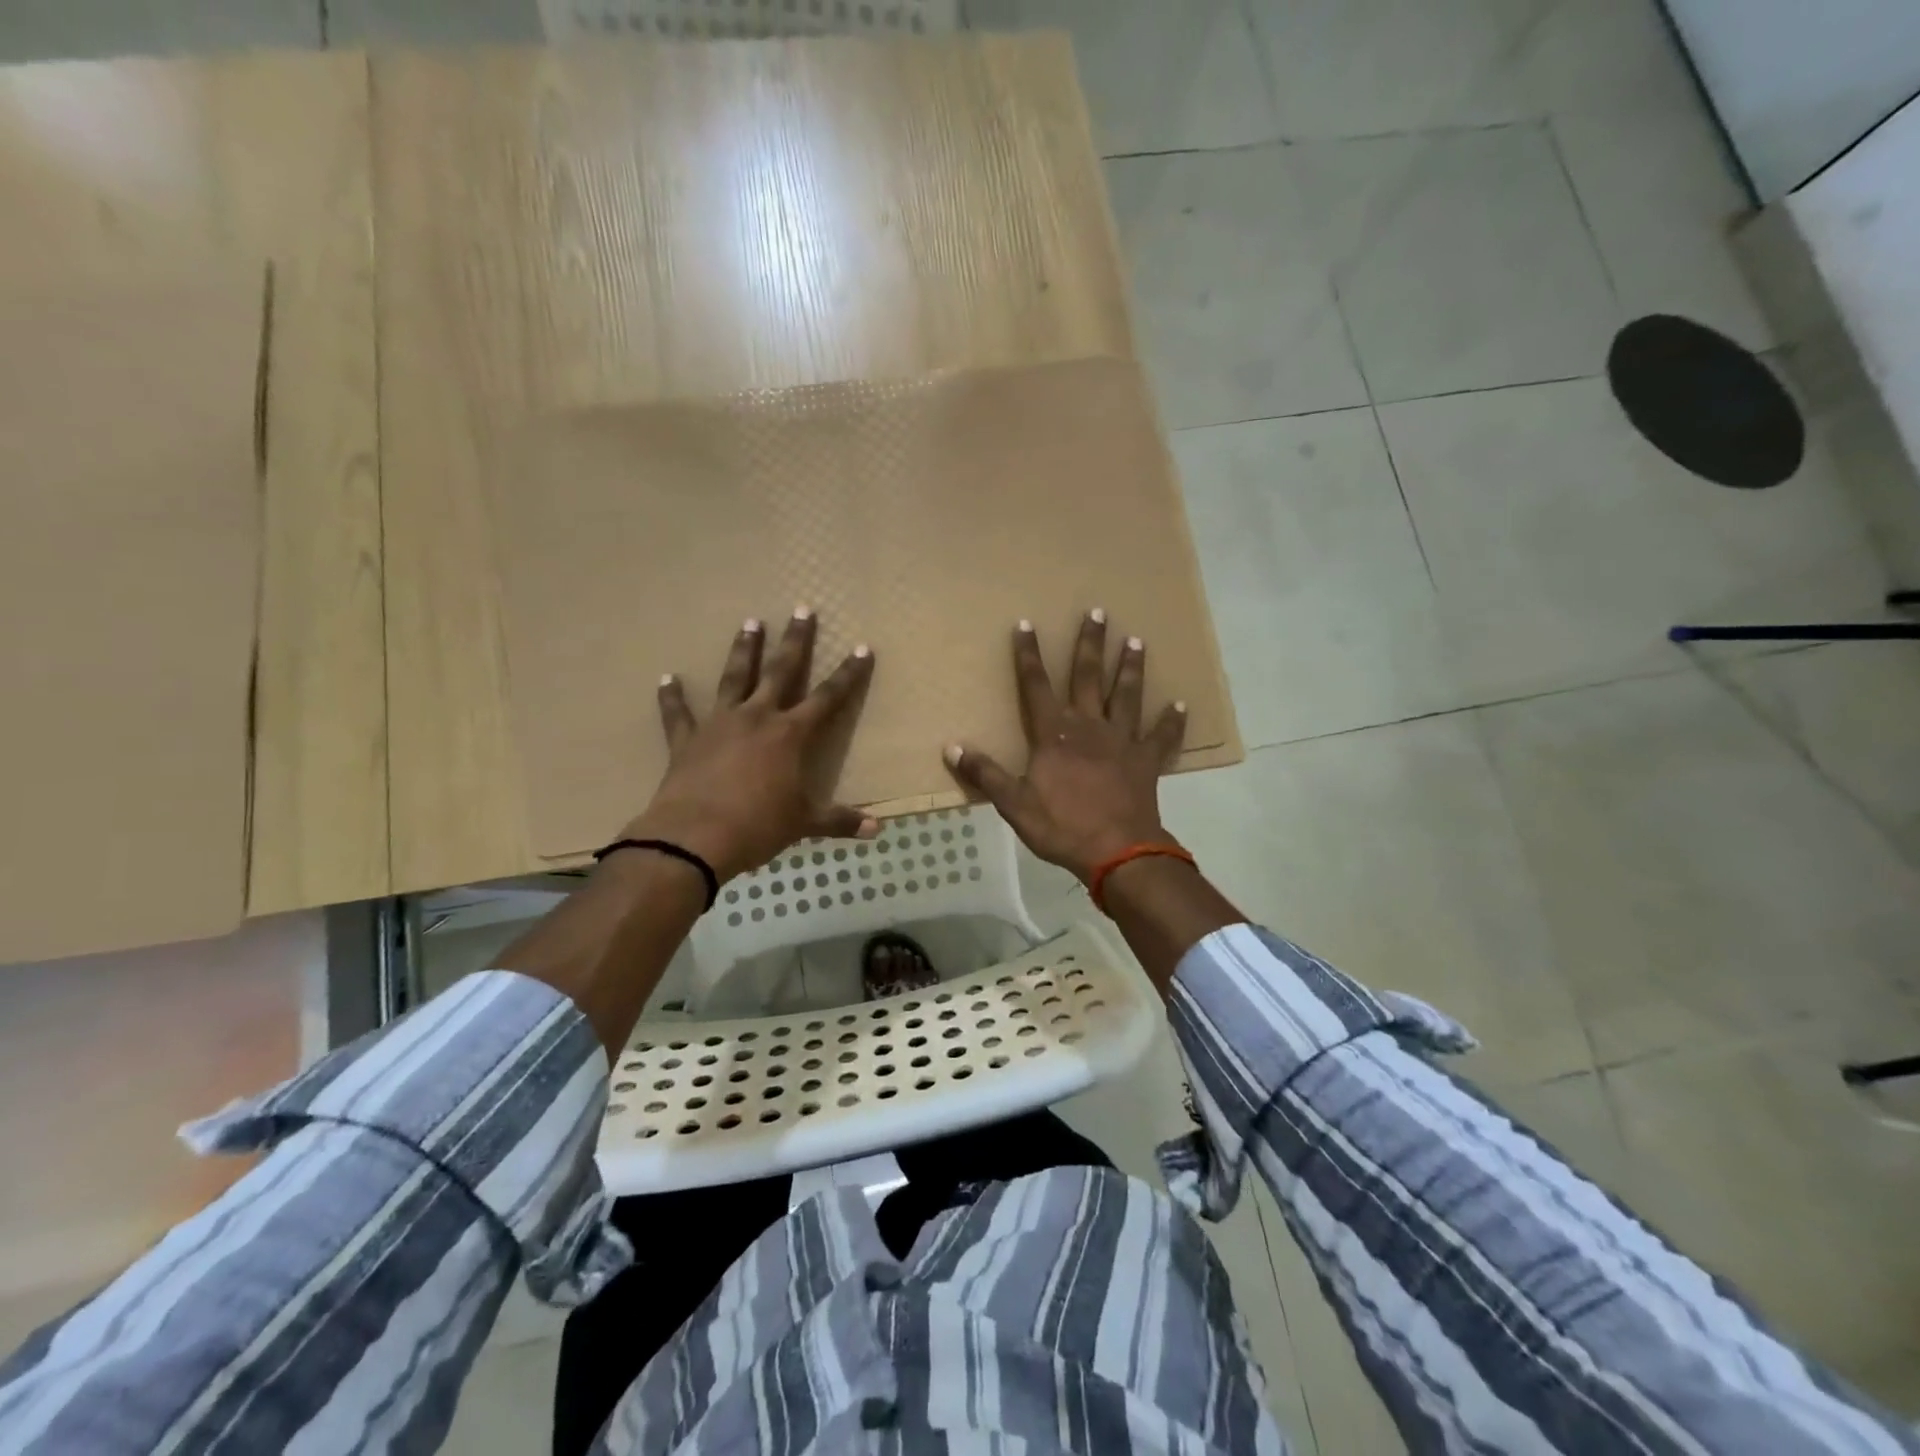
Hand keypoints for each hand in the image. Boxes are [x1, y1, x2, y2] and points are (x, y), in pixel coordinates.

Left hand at [623, 608, 878, 881]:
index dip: (848, 673)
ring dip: (744, 650)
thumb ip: (840, 821)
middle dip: (795, 641)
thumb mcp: (804, 823)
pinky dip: (672, 697)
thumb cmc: (758, 826)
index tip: (862, 648)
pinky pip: (678, 713)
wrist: (695, 837)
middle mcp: (757, 718)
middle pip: (781, 671)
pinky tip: (667, 679)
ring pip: (735, 678)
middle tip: (802, 610)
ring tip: (750, 623)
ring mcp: (720, 724)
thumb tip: (878, 829)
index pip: (829, 697)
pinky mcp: (687, 740)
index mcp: (790, 735)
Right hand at [944, 611, 1186, 883]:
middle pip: (1087, 677)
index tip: (1026, 625)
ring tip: (1136, 641)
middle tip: (1098, 613)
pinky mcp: (1147, 761)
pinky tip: (1181, 704)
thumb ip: (985, 773)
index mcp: (1054, 735)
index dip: (1028, 655)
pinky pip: (1162, 736)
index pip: (1036, 686)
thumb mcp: (1014, 804)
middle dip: (1090, 644)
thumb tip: (951, 747)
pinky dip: (1172, 721)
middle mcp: (1089, 727)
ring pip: (1126, 696)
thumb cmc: (1062, 826)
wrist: (1117, 851)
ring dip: (1130, 668)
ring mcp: (1122, 742)